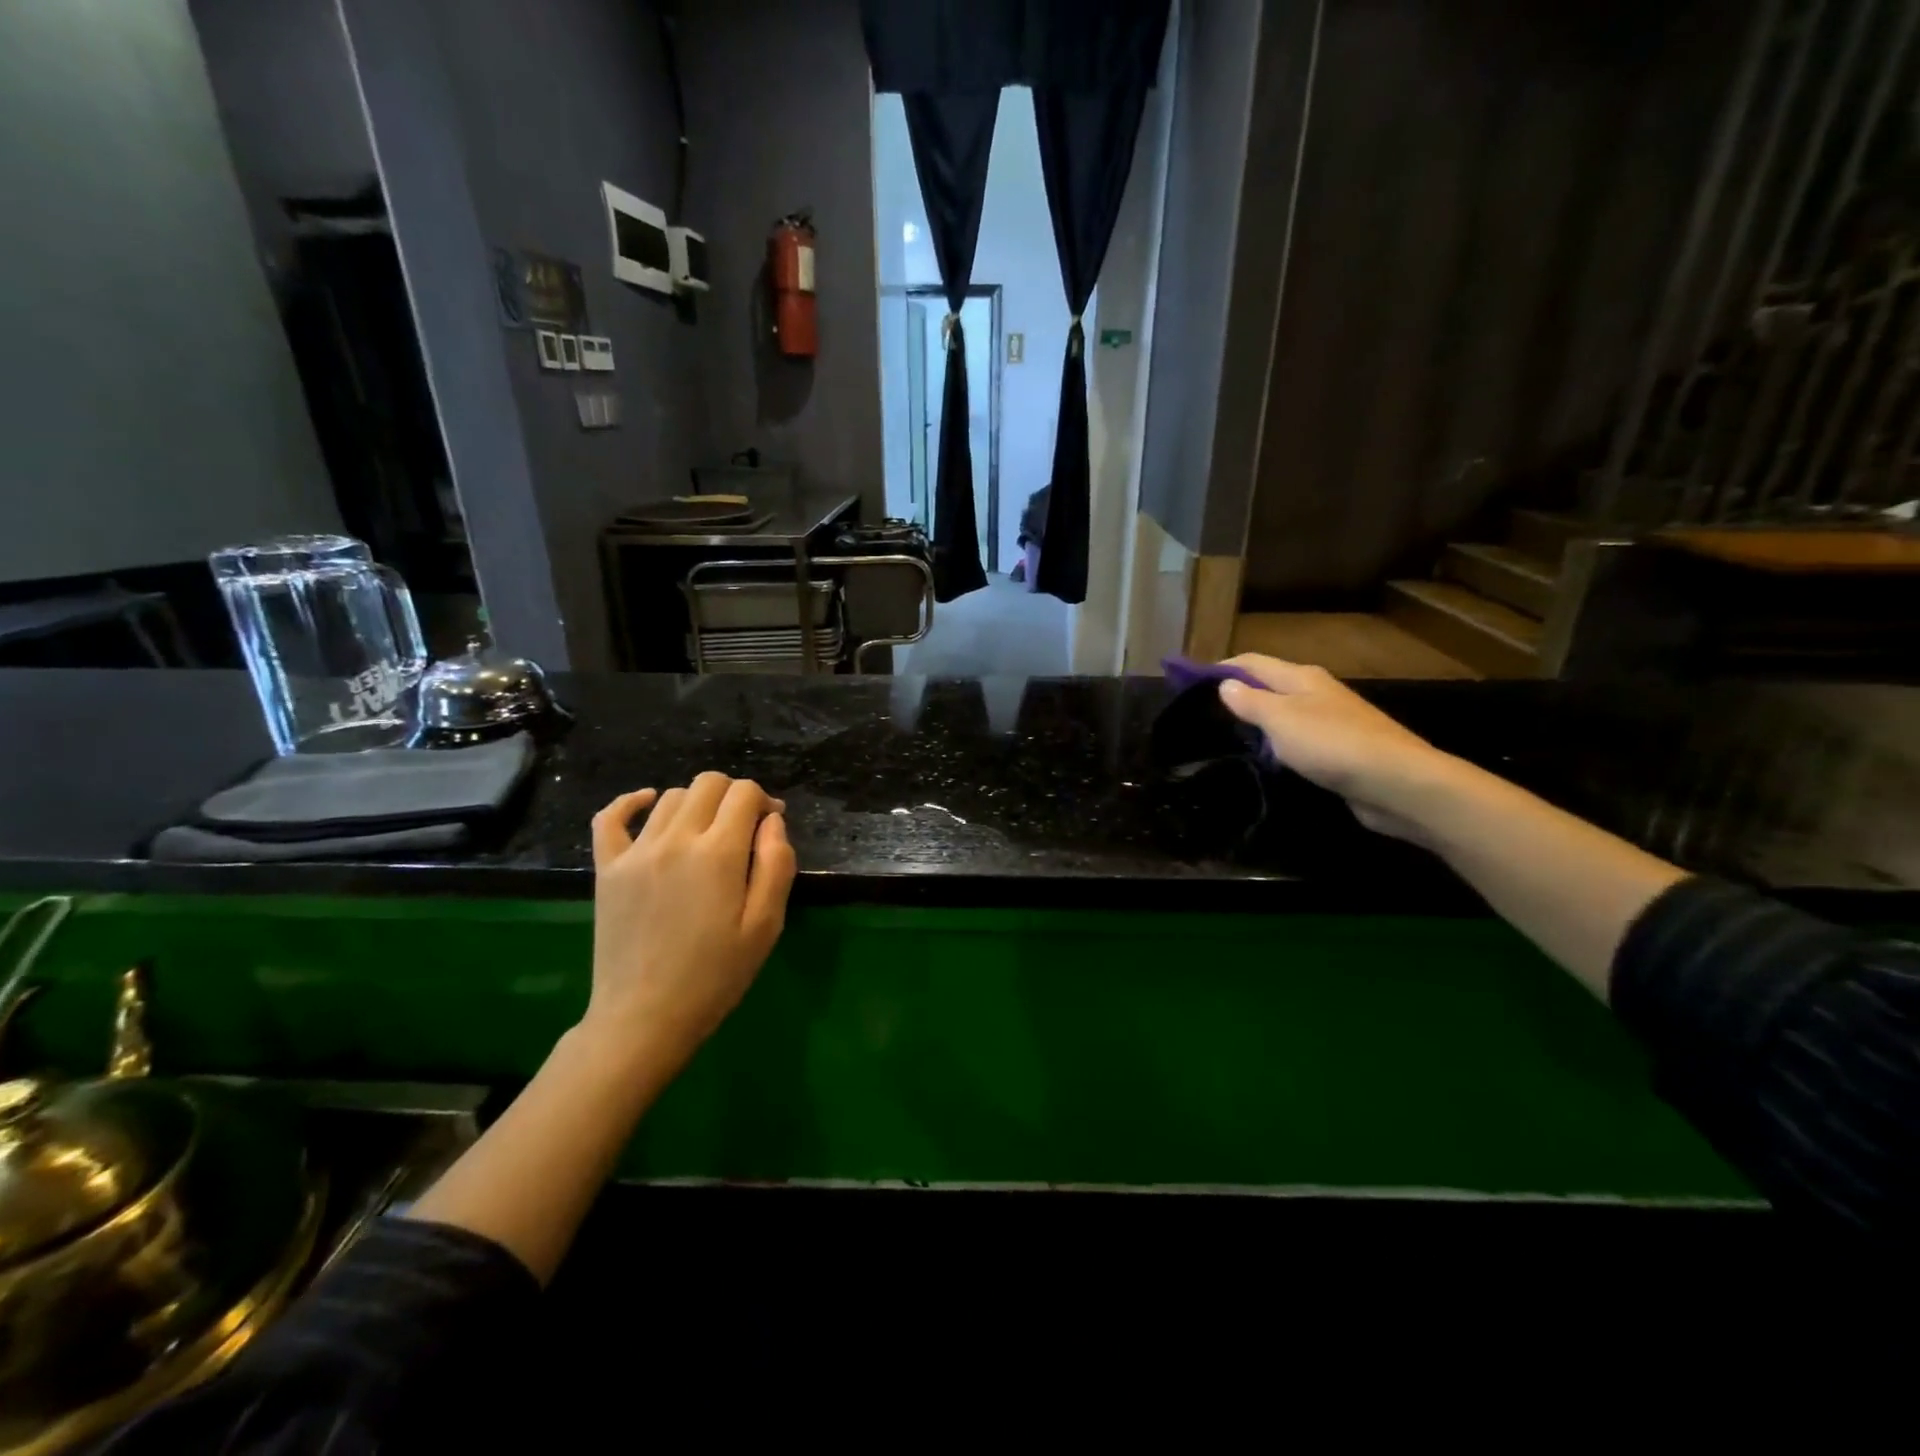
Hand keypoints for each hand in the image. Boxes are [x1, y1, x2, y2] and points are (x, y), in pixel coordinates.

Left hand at [583, 772, 795, 1080]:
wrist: (645, 1016)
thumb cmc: (716, 975)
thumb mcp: (766, 925)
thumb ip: (777, 864)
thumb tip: (772, 820)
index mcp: (719, 853)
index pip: (744, 793)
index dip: (764, 801)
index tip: (771, 825)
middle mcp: (676, 838)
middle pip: (708, 784)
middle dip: (733, 795)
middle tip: (743, 827)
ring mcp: (636, 851)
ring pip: (671, 796)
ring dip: (697, 802)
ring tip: (707, 831)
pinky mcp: (607, 867)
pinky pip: (611, 817)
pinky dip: (632, 801)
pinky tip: (648, 802)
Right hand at [1216, 655, 1457, 842]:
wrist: (1396, 783)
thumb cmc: (1331, 743)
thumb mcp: (1280, 719)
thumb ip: (1250, 701)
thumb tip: (1226, 685)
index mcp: (1301, 677)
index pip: (1252, 662)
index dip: (1221, 668)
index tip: (1189, 682)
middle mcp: (1317, 692)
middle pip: (1269, 685)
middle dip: (1238, 694)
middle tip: (1204, 714)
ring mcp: (1332, 721)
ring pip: (1284, 713)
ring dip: (1258, 721)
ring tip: (1228, 738)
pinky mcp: (1341, 750)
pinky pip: (1299, 739)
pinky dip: (1278, 744)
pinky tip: (1267, 759)